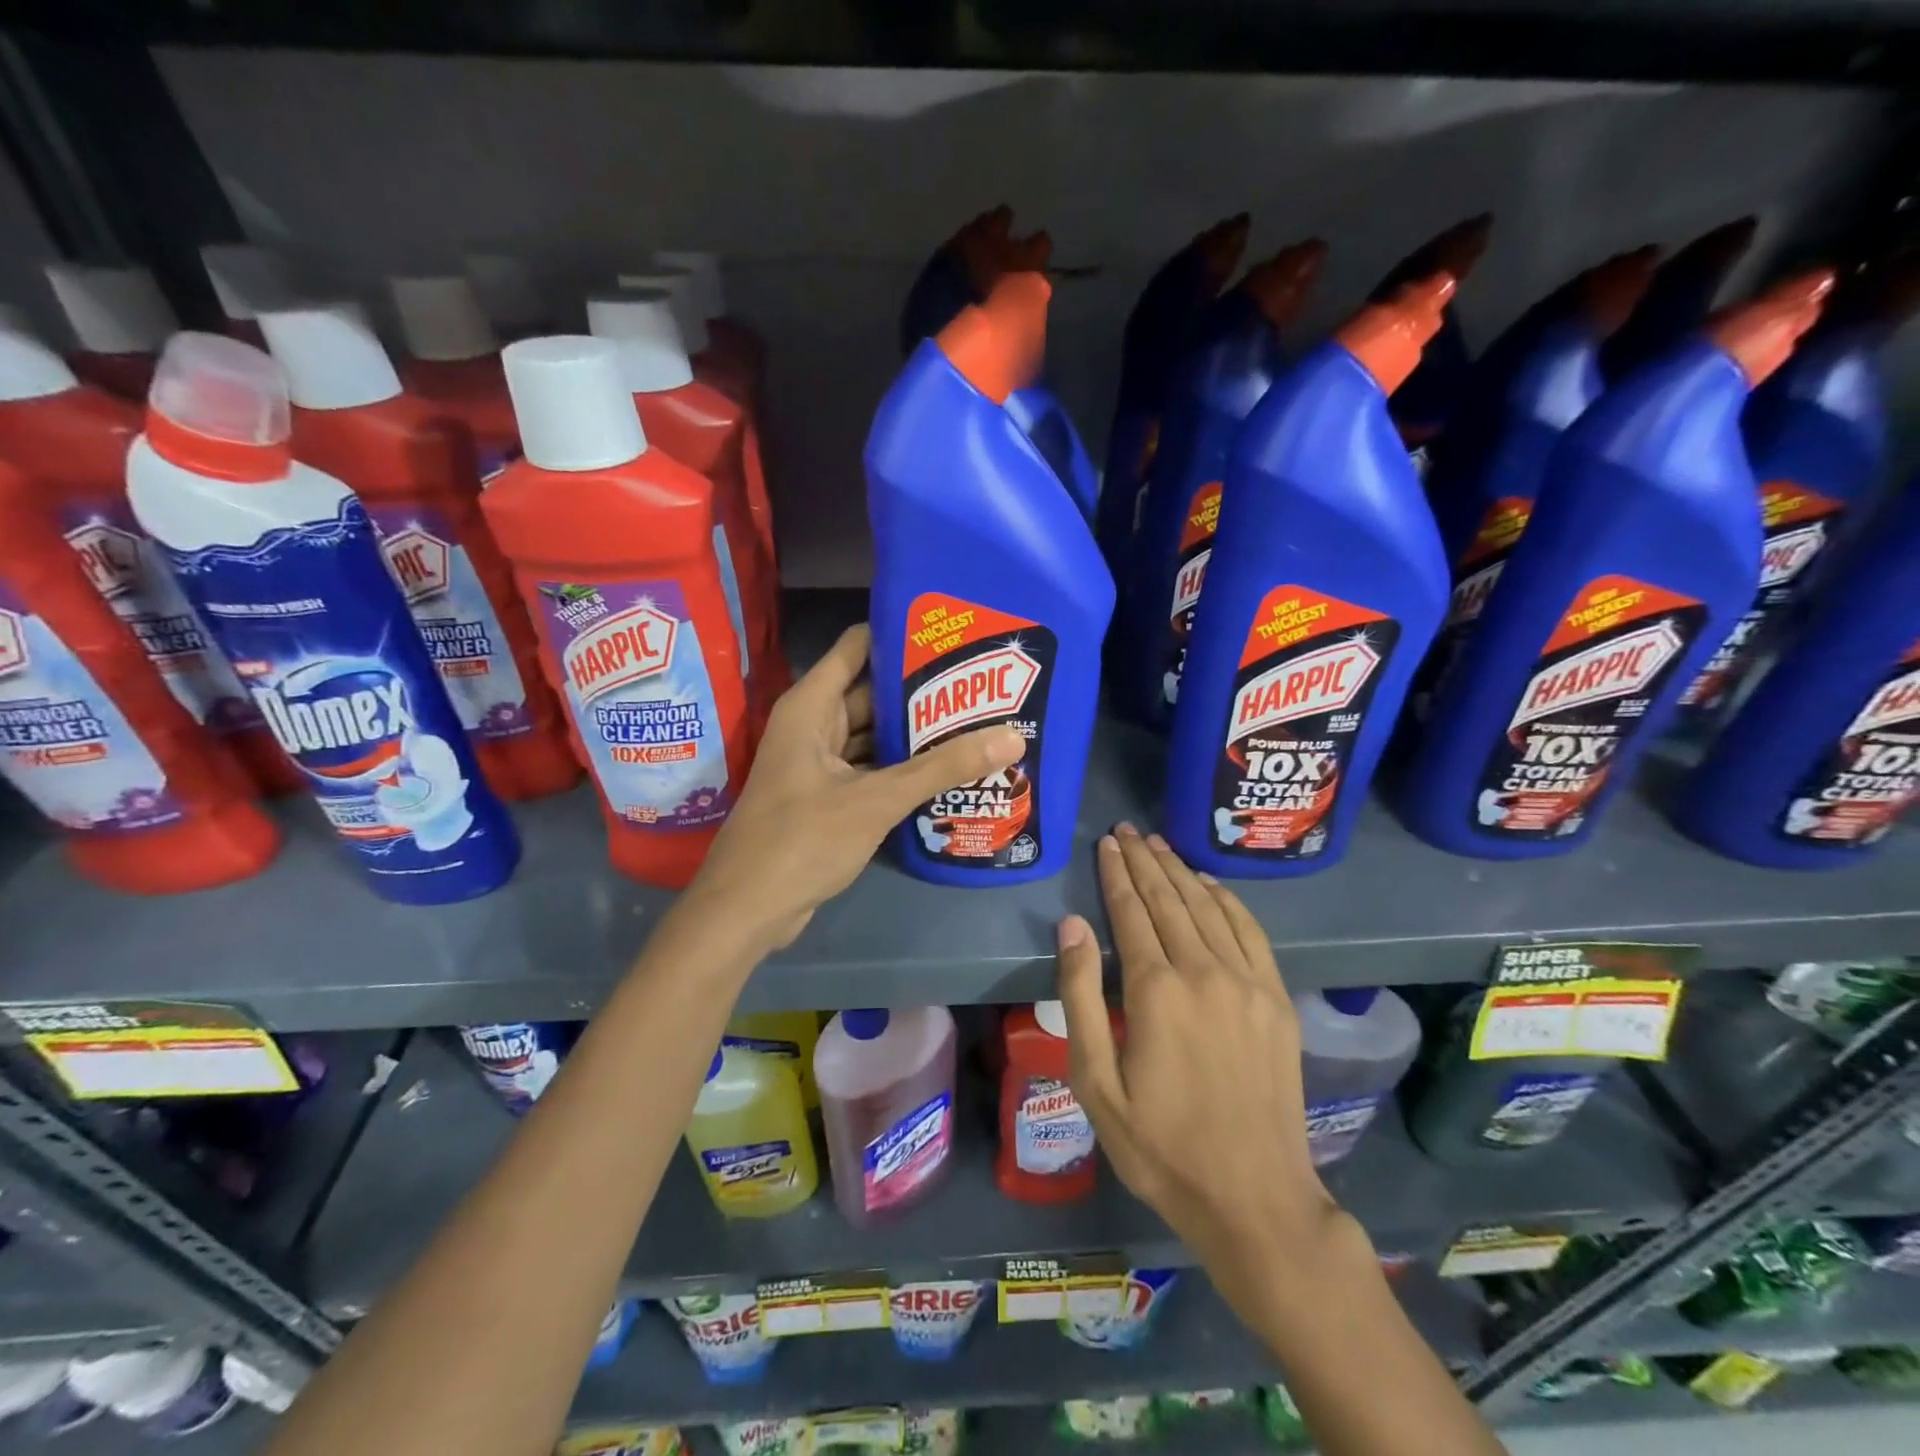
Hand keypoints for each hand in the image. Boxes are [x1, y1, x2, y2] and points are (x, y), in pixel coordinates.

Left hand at [687, 625, 1024, 950]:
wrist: (748, 909)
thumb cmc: (802, 839)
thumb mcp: (877, 799)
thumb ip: (942, 768)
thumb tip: (1011, 737)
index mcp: (811, 707)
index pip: (857, 647)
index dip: (899, 634)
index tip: (951, 631)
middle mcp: (812, 726)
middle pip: (870, 693)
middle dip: (920, 690)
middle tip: (980, 682)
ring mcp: (818, 764)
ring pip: (872, 736)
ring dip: (914, 734)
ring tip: (974, 721)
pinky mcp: (827, 798)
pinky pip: (870, 770)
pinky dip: (901, 769)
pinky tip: (946, 770)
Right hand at [1056, 824, 1352, 1309]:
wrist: (1254, 1198)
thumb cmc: (1160, 1146)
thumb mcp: (1096, 1082)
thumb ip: (1081, 996)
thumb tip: (1072, 925)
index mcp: (1156, 990)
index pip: (1131, 912)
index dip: (1116, 873)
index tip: (1108, 842)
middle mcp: (1204, 971)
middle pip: (1169, 899)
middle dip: (1145, 860)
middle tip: (1128, 830)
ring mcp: (1248, 982)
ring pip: (1208, 907)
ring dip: (1180, 871)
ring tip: (1160, 845)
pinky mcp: (1277, 999)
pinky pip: (1250, 931)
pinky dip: (1227, 899)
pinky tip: (1209, 884)